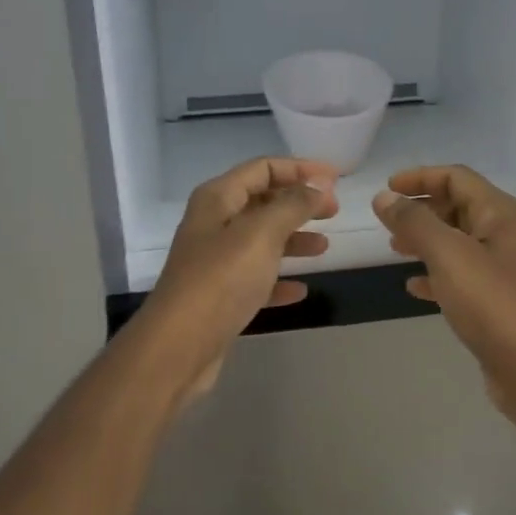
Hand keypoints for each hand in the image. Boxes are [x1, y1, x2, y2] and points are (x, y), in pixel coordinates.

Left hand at [136, 156, 339, 403]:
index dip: (300, 169)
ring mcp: (215, 261)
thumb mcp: (261, 233)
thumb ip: (293, 205)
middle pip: (262, 202)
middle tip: (334, 211)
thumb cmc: (221, 279)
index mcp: (218, 199)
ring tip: (324, 248)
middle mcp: (213, 224)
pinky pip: (256, 278)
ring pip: (261, 240)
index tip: (336, 179)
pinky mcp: (220, 296)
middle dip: (299, 203)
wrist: (179, 346)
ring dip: (293, 239)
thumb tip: (319, 185)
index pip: (263, 168)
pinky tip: (300, 290)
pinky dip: (278, 279)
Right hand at [373, 166, 515, 413]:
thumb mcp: (447, 254)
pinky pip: (460, 273)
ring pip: (457, 240)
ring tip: (394, 248)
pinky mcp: (496, 298)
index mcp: (501, 213)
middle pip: (458, 206)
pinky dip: (435, 273)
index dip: (420, 177)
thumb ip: (414, 222)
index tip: (387, 188)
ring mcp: (503, 267)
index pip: (457, 178)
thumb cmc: (491, 302)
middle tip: (387, 221)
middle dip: (421, 209)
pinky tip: (413, 286)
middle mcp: (506, 233)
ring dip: (425, 239)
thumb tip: (385, 197)